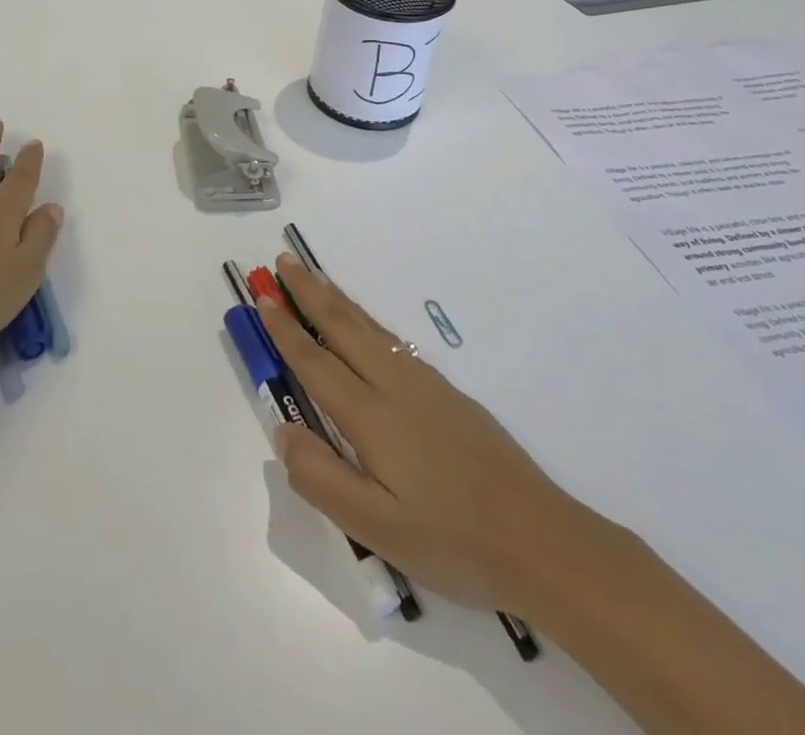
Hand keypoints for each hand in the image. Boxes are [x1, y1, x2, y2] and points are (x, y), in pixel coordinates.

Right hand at [257, 253, 602, 615]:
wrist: (540, 540)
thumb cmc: (453, 542)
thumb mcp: (377, 530)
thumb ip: (323, 478)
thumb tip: (283, 431)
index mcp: (372, 416)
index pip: (316, 363)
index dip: (287, 331)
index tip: (264, 299)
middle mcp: (395, 386)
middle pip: (343, 328)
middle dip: (309, 293)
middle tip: (283, 262)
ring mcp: (426, 385)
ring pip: (370, 328)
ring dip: (338, 300)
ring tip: (317, 277)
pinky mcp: (449, 393)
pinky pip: (393, 340)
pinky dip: (367, 319)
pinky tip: (367, 325)